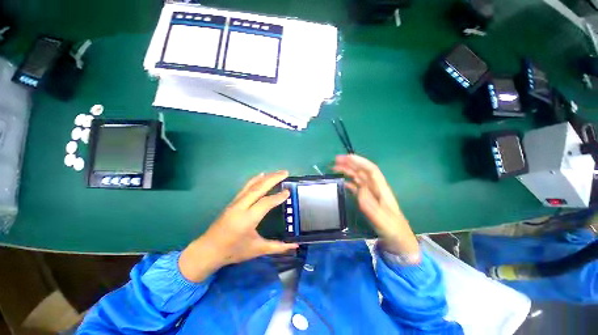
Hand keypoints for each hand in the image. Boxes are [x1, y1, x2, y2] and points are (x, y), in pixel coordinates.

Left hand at [179, 171, 297, 281]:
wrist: (208, 250)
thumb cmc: (233, 251)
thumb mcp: (257, 249)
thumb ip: (277, 247)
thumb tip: (295, 246)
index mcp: (247, 219)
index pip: (265, 203)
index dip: (278, 197)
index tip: (288, 192)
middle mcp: (241, 207)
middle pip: (259, 188)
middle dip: (273, 178)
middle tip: (285, 172)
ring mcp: (235, 202)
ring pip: (252, 185)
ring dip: (265, 177)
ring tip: (277, 172)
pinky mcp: (233, 201)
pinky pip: (246, 187)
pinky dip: (255, 179)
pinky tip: (261, 175)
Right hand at [333, 155, 419, 258]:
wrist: (400, 243)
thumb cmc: (394, 231)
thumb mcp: (384, 221)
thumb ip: (372, 206)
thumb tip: (359, 189)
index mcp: (382, 190)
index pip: (371, 170)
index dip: (359, 162)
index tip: (346, 157)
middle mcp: (376, 189)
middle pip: (363, 171)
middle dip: (351, 163)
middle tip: (336, 160)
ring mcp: (371, 194)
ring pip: (359, 178)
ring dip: (348, 171)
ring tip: (336, 168)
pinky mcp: (367, 201)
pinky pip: (357, 188)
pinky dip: (349, 182)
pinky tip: (343, 182)